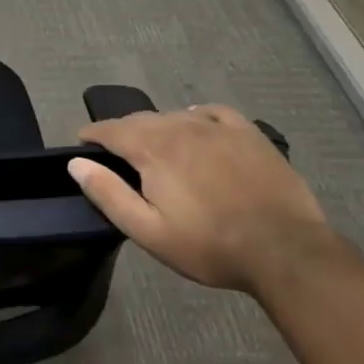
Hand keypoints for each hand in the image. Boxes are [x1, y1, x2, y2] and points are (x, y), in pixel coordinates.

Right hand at [67, 106, 331, 291]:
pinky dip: (196, 115)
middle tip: (117, 154)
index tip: (83, 144)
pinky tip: (196, 125)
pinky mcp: (249, 134)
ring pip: (174, 115)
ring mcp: (218, 128)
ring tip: (155, 146)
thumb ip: (108, 194)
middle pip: (139, 119)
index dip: (91, 135)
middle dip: (121, 131)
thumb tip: (76, 163)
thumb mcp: (148, 231)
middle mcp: (180, 127)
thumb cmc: (210, 245)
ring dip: (156, 126)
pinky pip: (213, 112)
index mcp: (152, 149)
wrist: (286, 251)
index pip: (110, 129)